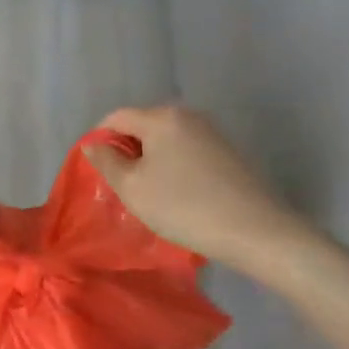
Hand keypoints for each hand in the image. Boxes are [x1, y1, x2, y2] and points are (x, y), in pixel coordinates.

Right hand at [82, 105, 315, 279]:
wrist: (256, 232)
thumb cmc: (184, 207)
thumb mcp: (133, 188)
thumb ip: (106, 161)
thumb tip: (92, 143)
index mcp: (161, 117)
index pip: (116, 117)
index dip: (99, 139)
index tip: (96, 170)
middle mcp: (188, 115)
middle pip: (142, 126)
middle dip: (127, 151)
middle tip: (121, 185)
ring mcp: (212, 133)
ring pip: (165, 140)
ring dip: (151, 161)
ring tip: (149, 194)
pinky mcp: (228, 153)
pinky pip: (187, 152)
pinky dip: (174, 167)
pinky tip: (178, 195)